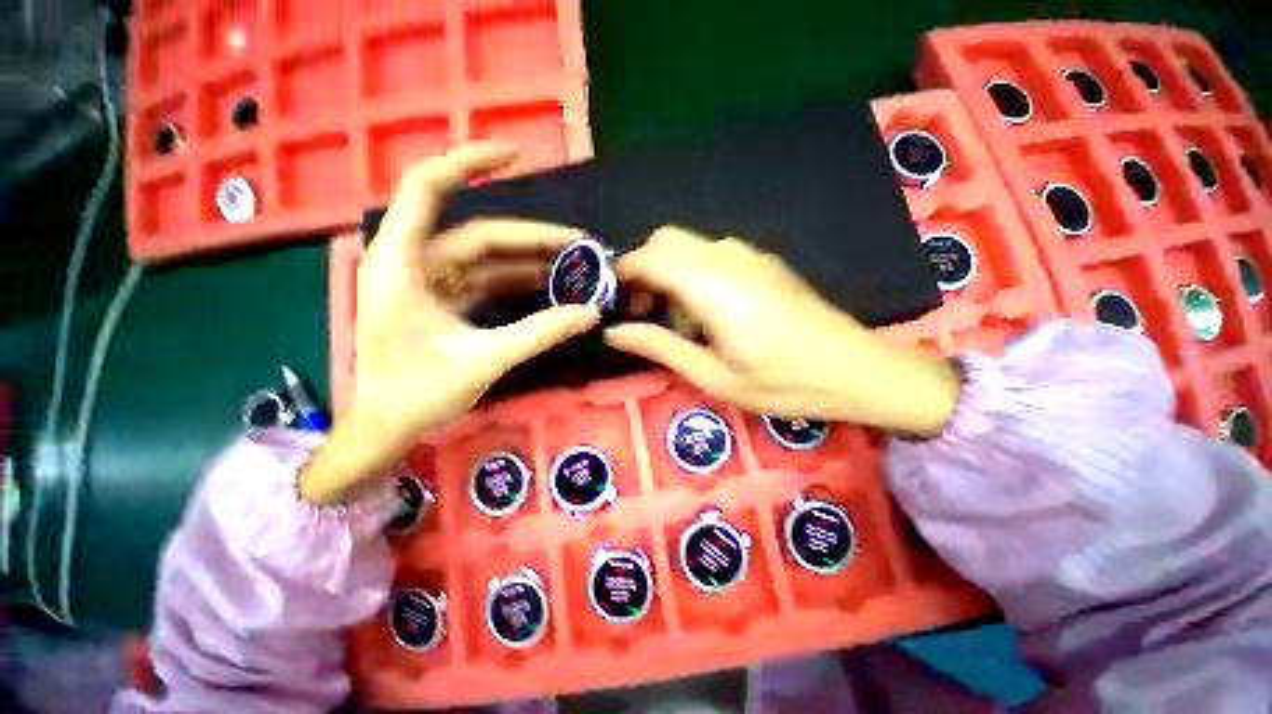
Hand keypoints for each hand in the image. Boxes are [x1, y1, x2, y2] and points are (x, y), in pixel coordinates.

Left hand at [300, 143, 598, 503]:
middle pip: (477, 233)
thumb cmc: (417, 394)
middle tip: (581, 247)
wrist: (385, 428)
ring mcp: (427, 281)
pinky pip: (483, 279)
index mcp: (402, 262)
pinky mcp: (440, 300)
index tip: (519, 156)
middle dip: (531, 238)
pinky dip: (514, 281)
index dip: (471, 161)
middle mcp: (412, 261)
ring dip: (528, 261)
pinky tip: (546, 286)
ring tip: (573, 267)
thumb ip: (540, 333)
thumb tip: (591, 312)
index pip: (429, 187)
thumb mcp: (485, 360)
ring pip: (484, 257)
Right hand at [604, 227, 958, 434]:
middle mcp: (725, 256)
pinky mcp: (764, 262)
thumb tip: (614, 333)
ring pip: (689, 246)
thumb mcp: (711, 374)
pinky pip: (714, 254)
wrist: (855, 369)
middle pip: (665, 241)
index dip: (622, 276)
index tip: (617, 306)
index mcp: (709, 284)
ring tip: (682, 321)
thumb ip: (658, 347)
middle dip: (645, 271)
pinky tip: (713, 312)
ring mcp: (749, 254)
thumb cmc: (780, 382)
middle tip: (648, 314)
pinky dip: (695, 273)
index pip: (647, 257)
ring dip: (671, 273)